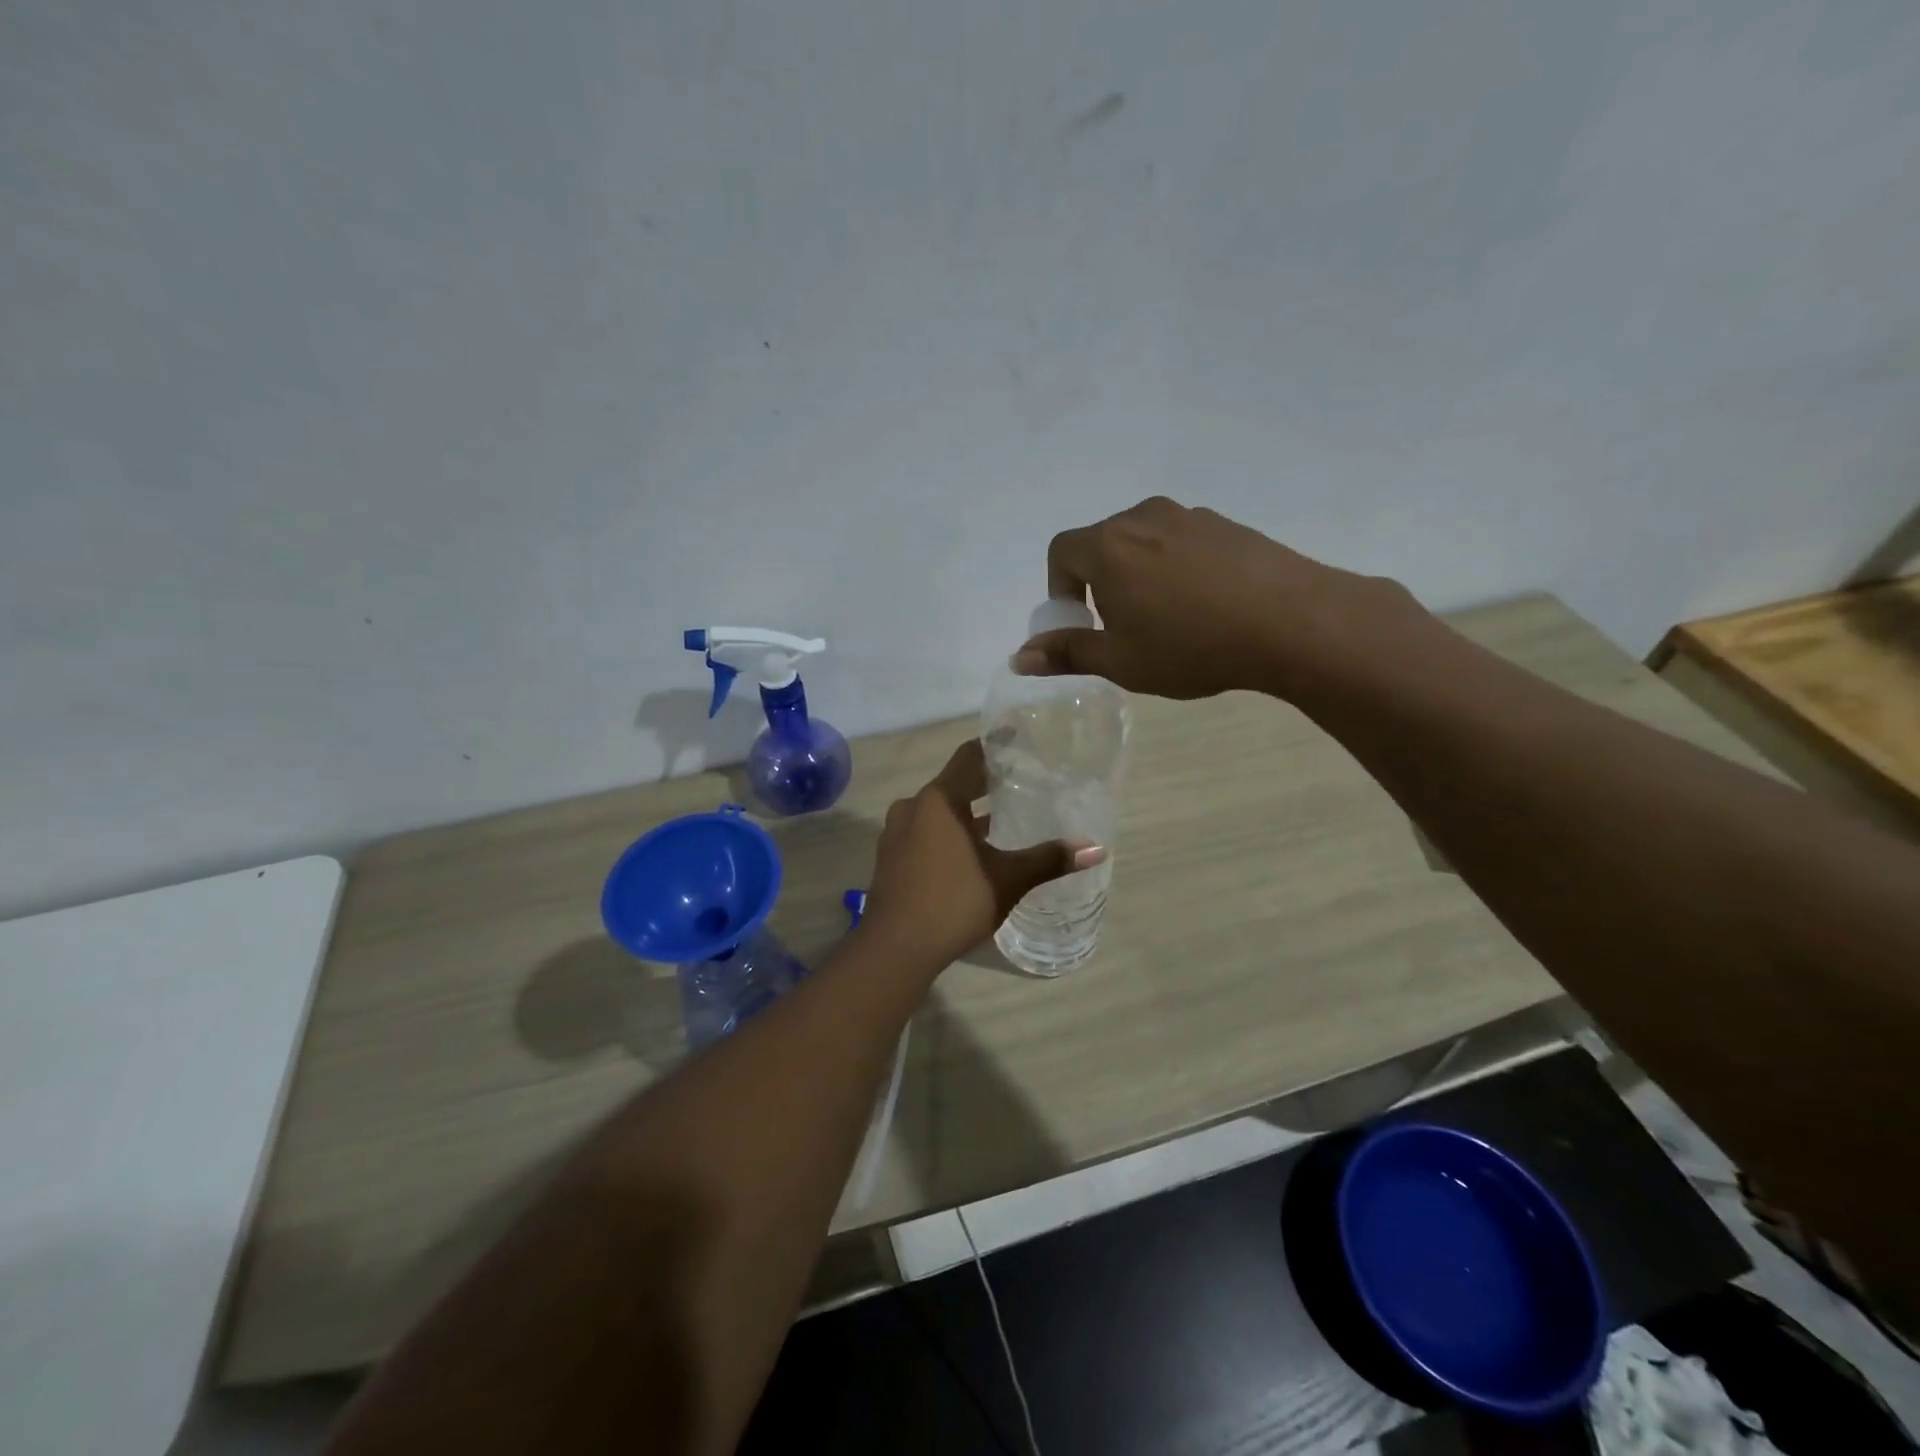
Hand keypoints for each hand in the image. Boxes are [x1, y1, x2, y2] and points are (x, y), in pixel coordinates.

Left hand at [861, 739, 1105, 967]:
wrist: (894, 948)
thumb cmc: (953, 901)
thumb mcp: (1007, 879)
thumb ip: (1048, 859)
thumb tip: (1096, 848)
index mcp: (938, 800)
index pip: (969, 756)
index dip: (995, 745)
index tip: (1017, 737)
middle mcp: (912, 807)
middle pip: (954, 783)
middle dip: (984, 782)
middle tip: (1020, 780)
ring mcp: (896, 834)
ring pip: (938, 811)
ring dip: (967, 811)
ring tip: (1002, 817)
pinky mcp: (890, 858)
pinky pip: (925, 832)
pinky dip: (949, 832)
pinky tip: (971, 851)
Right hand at [1015, 496, 1415, 700]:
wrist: (1292, 621)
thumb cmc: (1191, 645)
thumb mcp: (1121, 661)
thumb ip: (1067, 653)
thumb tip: (1020, 657)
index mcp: (1108, 546)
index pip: (1060, 551)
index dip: (1060, 587)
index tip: (1082, 621)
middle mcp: (1144, 517)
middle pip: (1103, 542)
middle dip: (1100, 582)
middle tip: (1123, 626)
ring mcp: (1190, 516)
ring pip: (1145, 541)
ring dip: (1140, 574)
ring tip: (1168, 618)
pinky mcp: (1227, 525)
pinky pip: (1184, 542)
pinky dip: (1178, 568)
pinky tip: (1207, 606)